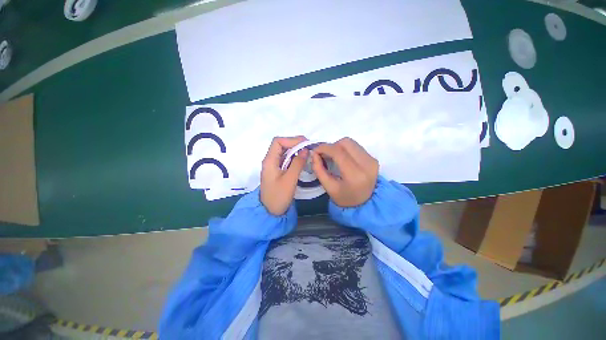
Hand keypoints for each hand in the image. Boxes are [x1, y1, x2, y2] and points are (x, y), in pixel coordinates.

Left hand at [260, 136, 308, 215]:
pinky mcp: (277, 171)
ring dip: (295, 150)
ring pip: (284, 152)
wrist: (270, 212)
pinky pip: (286, 159)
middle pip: (281, 145)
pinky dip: (294, 157)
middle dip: (295, 143)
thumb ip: (297, 163)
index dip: (291, 140)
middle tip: (308, 147)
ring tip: (307, 152)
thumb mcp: (290, 180)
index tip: (304, 144)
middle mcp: (270, 160)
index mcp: (269, 160)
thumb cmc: (279, 196)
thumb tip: (305, 150)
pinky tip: (302, 160)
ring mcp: (273, 165)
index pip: (278, 141)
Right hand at [311, 137, 378, 206]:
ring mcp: (372, 160)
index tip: (315, 151)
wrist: (366, 204)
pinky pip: (356, 146)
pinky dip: (346, 149)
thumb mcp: (329, 187)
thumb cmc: (345, 198)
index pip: (338, 152)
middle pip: (345, 142)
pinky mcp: (373, 158)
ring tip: (333, 156)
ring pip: (351, 142)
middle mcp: (366, 164)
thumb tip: (314, 154)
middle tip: (324, 155)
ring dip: (338, 146)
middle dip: (331, 146)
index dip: (324, 148)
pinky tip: (342, 158)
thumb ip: (319, 170)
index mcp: (355, 174)